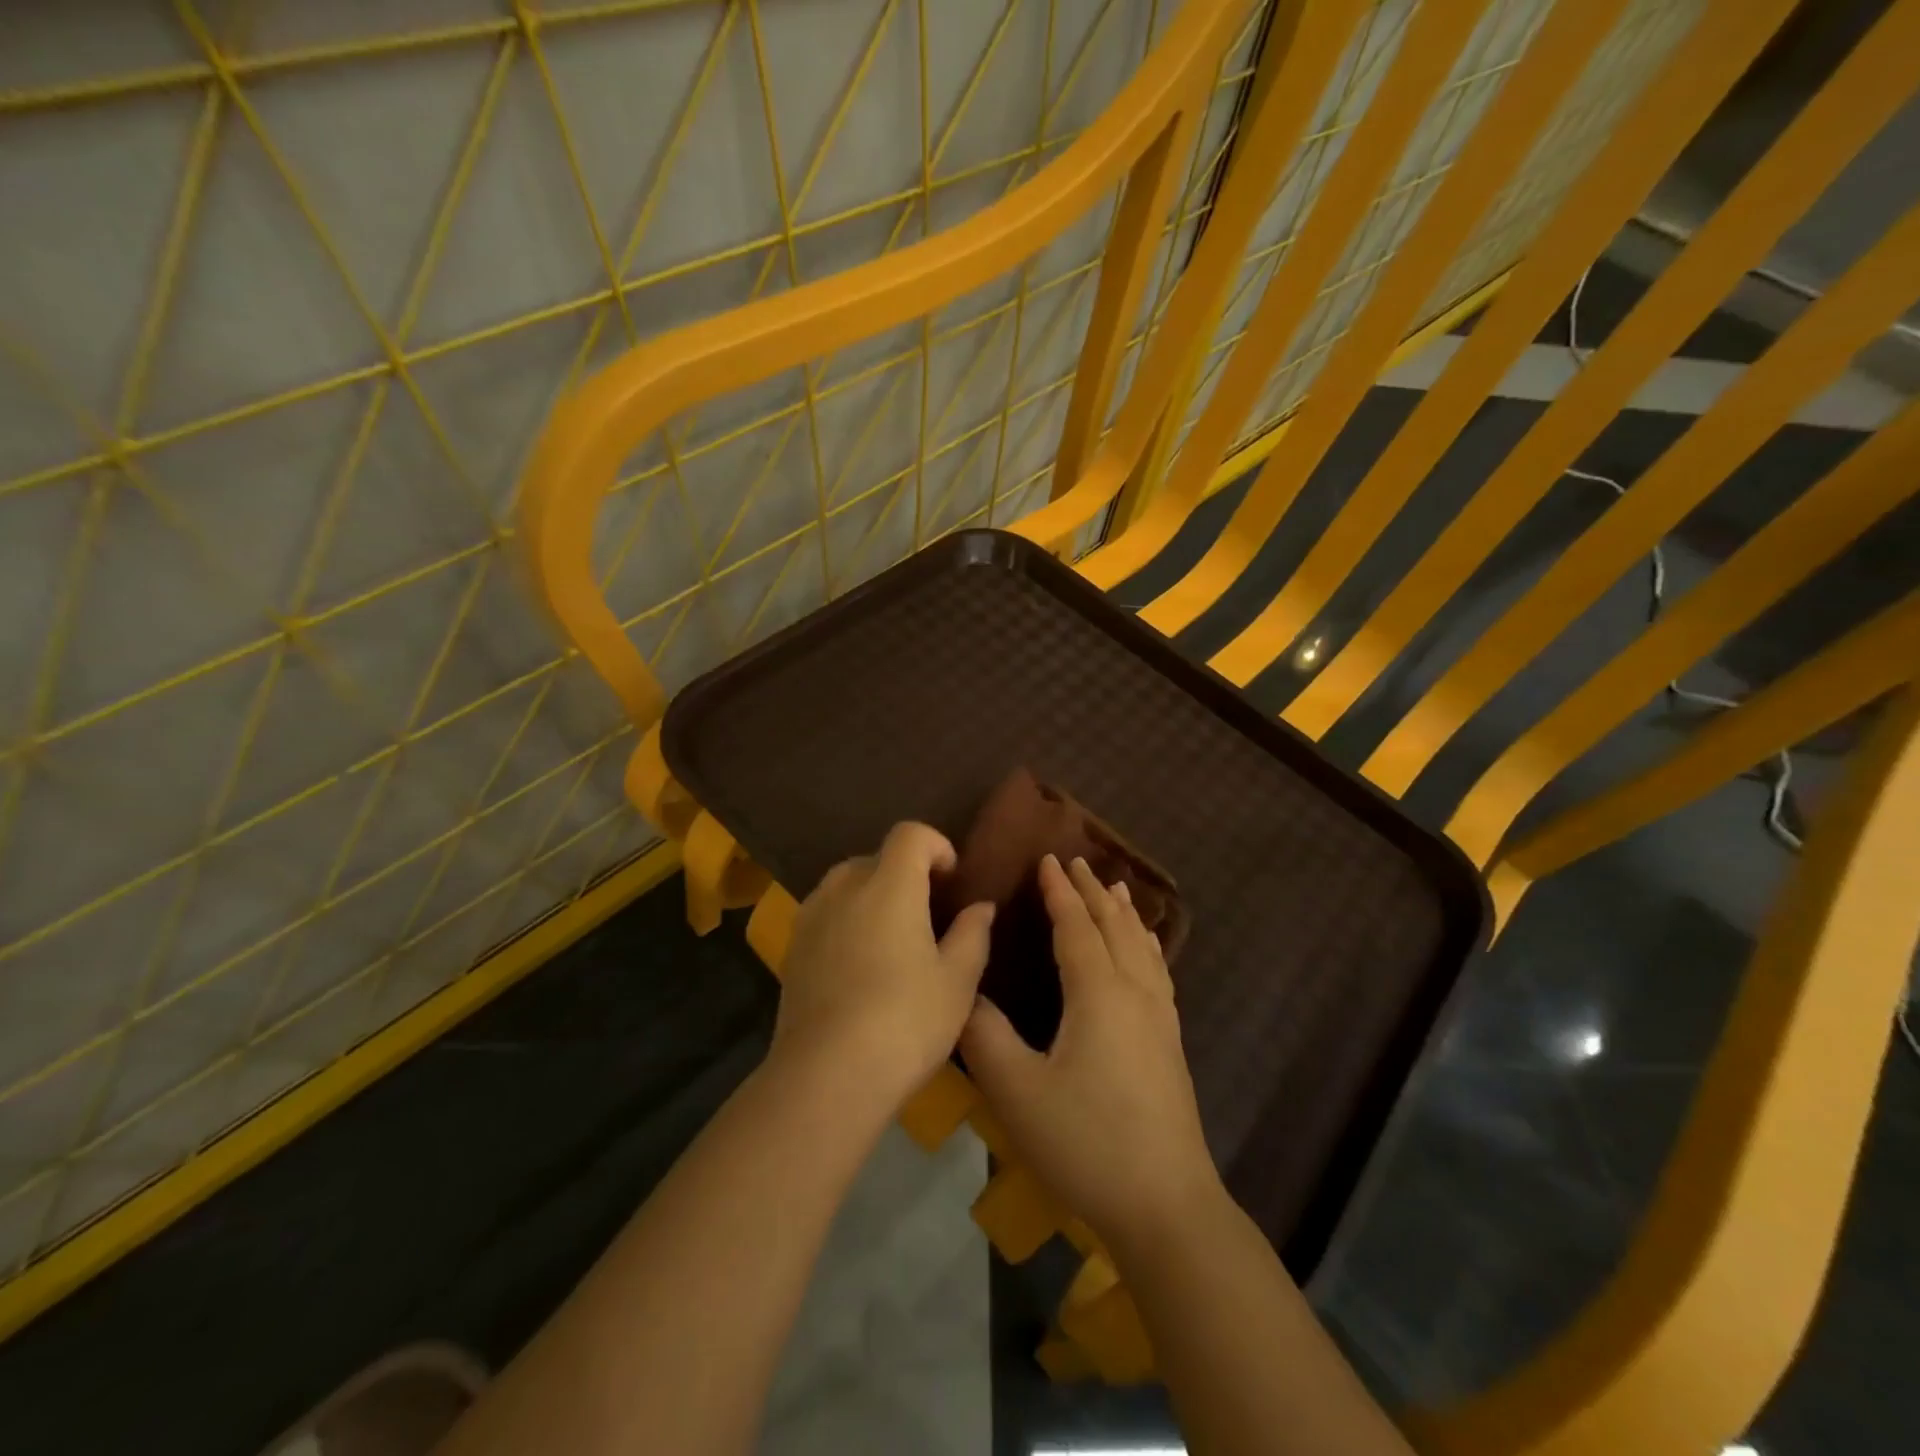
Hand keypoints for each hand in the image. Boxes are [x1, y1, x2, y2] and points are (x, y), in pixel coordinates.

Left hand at [771, 822, 995, 1108]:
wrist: (826, 1076)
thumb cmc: (905, 1021)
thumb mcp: (957, 982)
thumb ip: (972, 934)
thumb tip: (980, 906)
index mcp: (888, 885)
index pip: (909, 834)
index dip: (936, 845)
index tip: (952, 879)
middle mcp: (844, 887)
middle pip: (876, 857)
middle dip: (905, 873)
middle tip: (928, 914)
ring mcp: (812, 916)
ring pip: (846, 884)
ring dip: (872, 895)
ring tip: (892, 938)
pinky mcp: (793, 947)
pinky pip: (825, 913)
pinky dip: (847, 920)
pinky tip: (860, 964)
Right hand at [961, 855, 1222, 1253]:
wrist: (1165, 1204)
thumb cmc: (1085, 1142)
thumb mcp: (1017, 1091)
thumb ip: (983, 1034)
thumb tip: (965, 991)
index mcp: (1098, 993)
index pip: (1076, 926)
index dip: (1060, 891)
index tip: (1047, 859)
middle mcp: (1134, 992)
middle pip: (1114, 926)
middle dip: (1093, 891)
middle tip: (1076, 861)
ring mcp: (1160, 1017)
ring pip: (1142, 946)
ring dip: (1124, 913)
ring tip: (1117, 888)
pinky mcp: (1171, 1042)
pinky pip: (1158, 971)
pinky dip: (1148, 944)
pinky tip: (1148, 950)